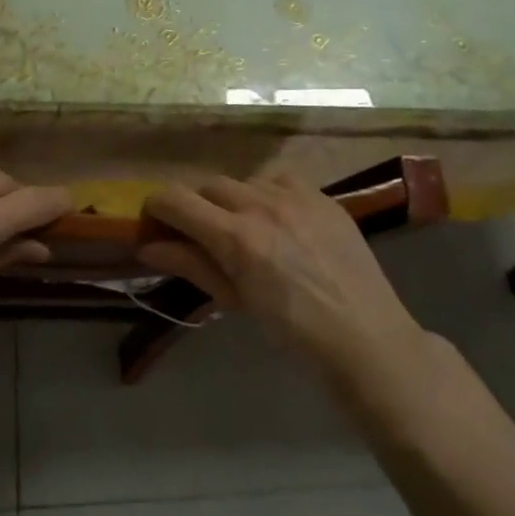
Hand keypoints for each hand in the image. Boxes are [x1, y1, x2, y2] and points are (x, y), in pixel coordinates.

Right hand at [137, 173, 425, 377]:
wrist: (366, 336)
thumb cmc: (293, 331)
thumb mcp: (235, 300)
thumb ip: (191, 266)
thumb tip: (148, 247)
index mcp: (236, 237)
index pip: (176, 199)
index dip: (157, 206)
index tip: (155, 221)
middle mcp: (261, 205)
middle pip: (208, 185)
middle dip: (196, 207)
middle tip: (201, 235)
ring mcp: (296, 196)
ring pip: (244, 181)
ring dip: (233, 200)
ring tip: (245, 229)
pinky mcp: (322, 195)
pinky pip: (280, 179)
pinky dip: (268, 193)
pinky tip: (279, 219)